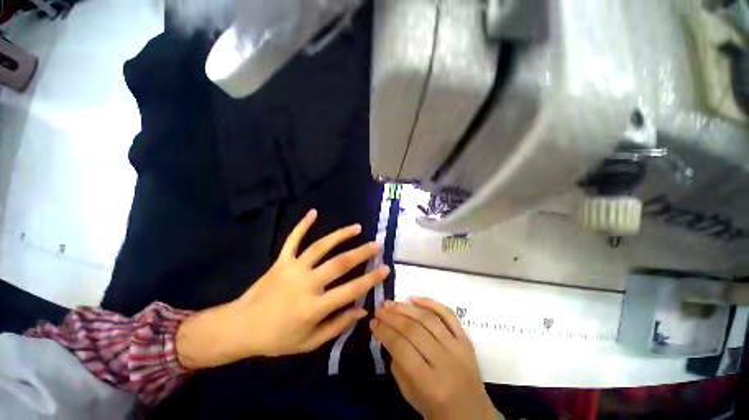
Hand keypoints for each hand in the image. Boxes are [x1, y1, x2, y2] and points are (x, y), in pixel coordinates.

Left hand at [176, 209, 389, 368]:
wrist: (239, 328)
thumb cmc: (276, 339)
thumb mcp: (309, 343)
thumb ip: (337, 325)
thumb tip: (361, 309)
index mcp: (313, 307)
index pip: (350, 290)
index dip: (370, 279)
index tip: (386, 269)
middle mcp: (306, 284)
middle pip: (339, 264)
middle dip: (361, 253)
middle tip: (376, 244)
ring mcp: (292, 269)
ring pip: (320, 247)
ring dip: (340, 235)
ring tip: (357, 227)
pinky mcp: (281, 261)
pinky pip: (292, 240)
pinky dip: (303, 225)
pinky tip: (314, 212)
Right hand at [371, 298, 500, 419]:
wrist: (474, 416)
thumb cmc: (438, 411)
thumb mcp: (411, 396)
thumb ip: (398, 365)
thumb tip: (388, 335)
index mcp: (431, 384)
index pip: (401, 348)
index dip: (384, 332)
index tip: (372, 322)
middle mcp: (446, 362)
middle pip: (414, 330)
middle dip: (392, 317)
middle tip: (379, 309)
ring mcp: (458, 348)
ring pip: (428, 319)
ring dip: (406, 307)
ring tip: (391, 303)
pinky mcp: (466, 340)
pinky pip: (449, 315)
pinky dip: (431, 303)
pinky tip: (414, 298)